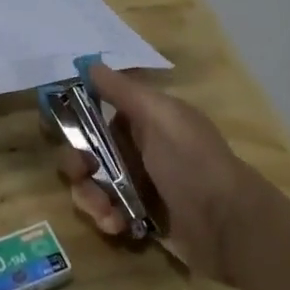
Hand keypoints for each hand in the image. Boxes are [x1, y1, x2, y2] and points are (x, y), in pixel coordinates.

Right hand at [57, 62, 257, 281]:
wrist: (228, 226)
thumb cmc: (191, 162)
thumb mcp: (159, 116)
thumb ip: (122, 91)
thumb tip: (89, 64)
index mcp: (146, 120)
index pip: (100, 114)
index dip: (78, 122)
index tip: (61, 128)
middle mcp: (141, 149)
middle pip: (91, 152)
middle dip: (78, 164)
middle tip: (81, 174)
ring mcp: (141, 186)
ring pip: (95, 185)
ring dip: (90, 197)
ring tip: (104, 211)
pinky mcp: (142, 219)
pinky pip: (110, 214)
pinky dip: (107, 218)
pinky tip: (118, 226)